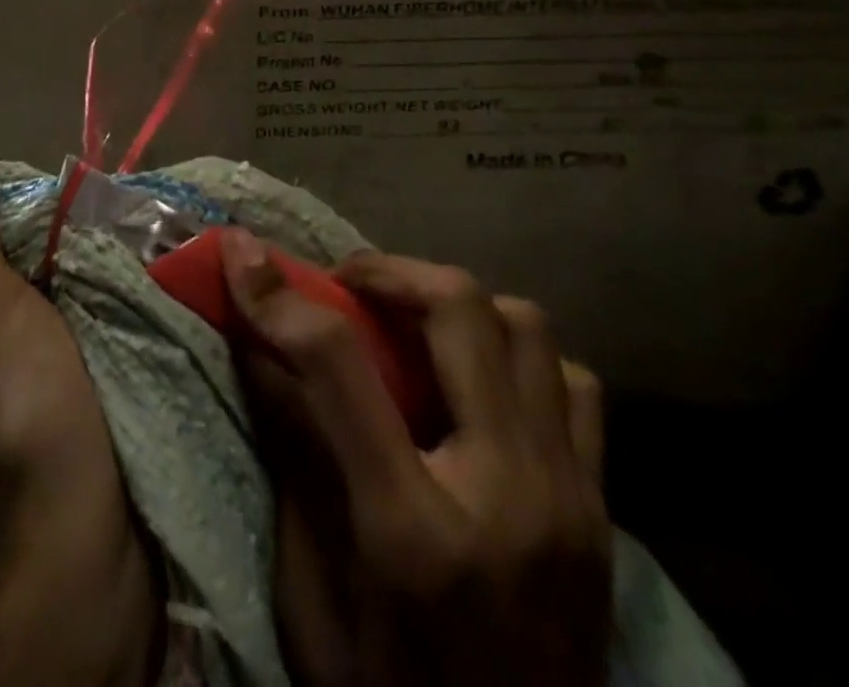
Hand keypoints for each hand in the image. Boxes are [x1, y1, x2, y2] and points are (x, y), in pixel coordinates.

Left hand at [0, 149, 158, 686]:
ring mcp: (44, 381)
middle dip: (57, 239)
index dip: (5, 211)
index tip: (44, 175)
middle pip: (26, 277)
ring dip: (92, 271)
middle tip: (104, 191)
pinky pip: (99, 336)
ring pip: (65, 306)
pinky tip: (145, 278)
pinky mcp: (89, 402)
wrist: (85, 545)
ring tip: (135, 218)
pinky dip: (114, 308)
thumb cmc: (29, 412)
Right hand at [222, 231, 610, 686]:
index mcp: (412, 530)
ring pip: (526, 326)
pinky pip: (572, 383)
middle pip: (458, 310)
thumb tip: (258, 349)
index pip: (338, 366)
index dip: (279, 296)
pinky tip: (479, 383)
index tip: (244, 253)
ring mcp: (571, 498)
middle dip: (387, 271)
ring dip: (456, 304)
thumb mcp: (311, 595)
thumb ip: (292, 459)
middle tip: (347, 284)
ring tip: (412, 323)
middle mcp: (506, 493)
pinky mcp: (603, 509)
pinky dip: (518, 357)